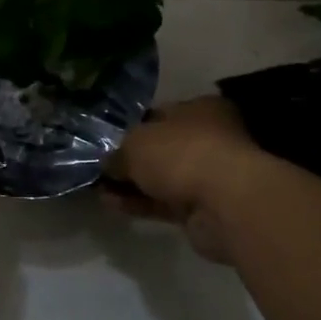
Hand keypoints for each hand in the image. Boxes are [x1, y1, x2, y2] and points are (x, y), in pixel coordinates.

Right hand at [102, 97, 266, 264]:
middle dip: (130, 159)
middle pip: (162, 148)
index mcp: (201, 110)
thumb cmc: (181, 154)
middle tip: (98, 167)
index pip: (161, 114)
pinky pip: (163, 203)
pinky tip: (111, 205)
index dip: (132, 126)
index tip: (106, 140)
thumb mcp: (136, 144)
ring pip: (162, 178)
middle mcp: (208, 139)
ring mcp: (207, 176)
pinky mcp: (201, 209)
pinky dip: (139, 203)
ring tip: (97, 188)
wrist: (223, 203)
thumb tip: (107, 164)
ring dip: (131, 184)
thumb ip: (118, 153)